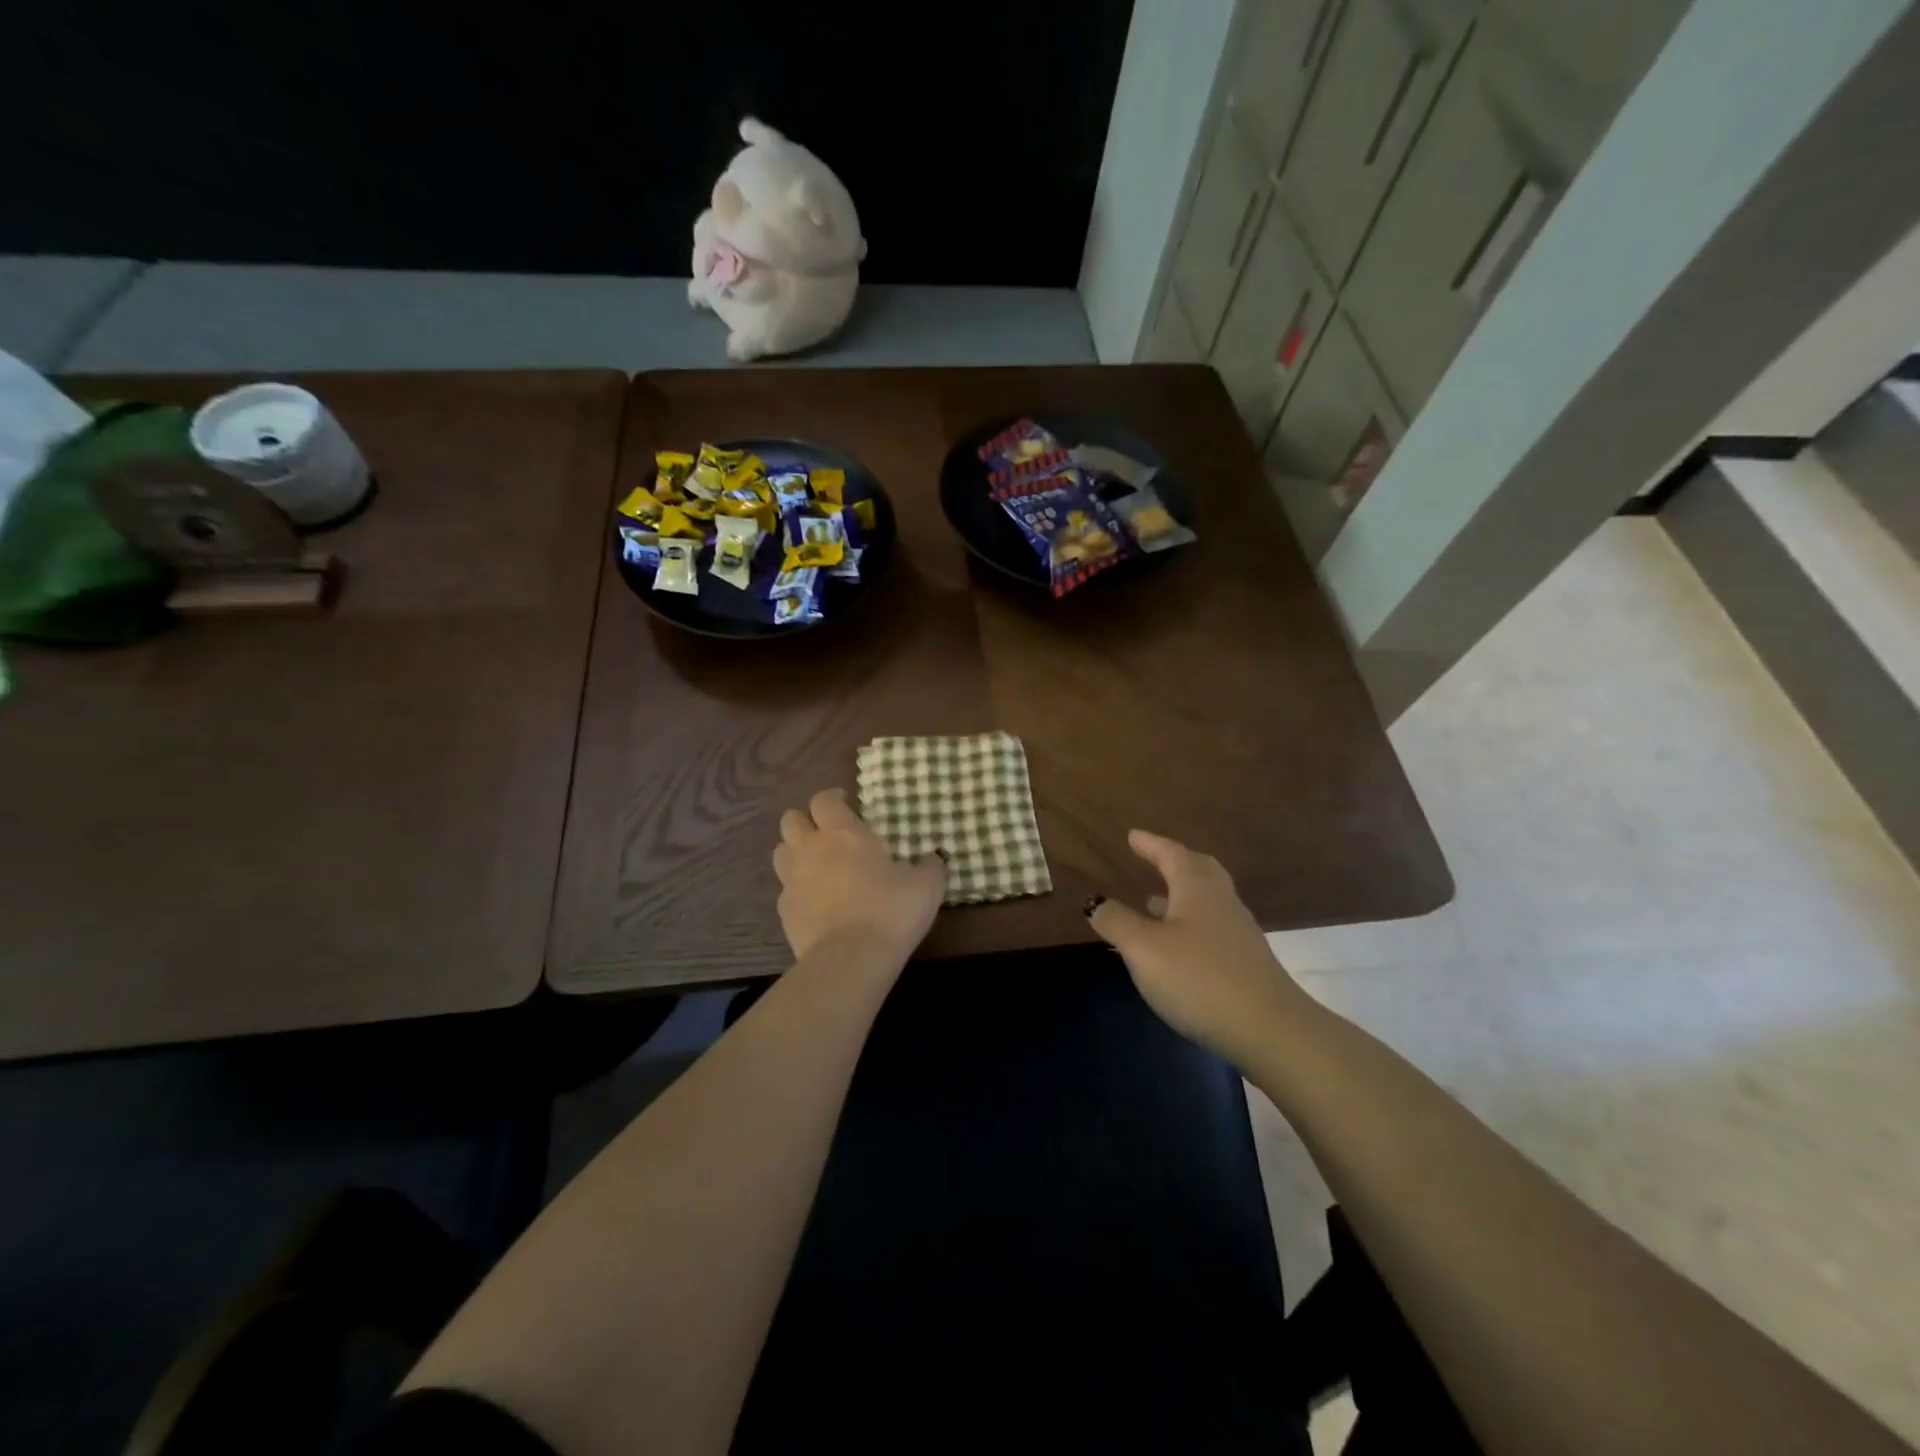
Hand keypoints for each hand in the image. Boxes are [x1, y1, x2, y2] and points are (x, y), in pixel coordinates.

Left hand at [772, 788, 946, 961]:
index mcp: (843, 833)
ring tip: (817, 864)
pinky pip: (785, 889)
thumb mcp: (926, 886)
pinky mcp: (784, 911)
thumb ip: (930, 866)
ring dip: (796, 851)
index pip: (823, 799)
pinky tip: (816, 901)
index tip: (846, 803)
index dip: (832, 798)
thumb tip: (933, 858)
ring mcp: (792, 880)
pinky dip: (797, 889)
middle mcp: (810, 849)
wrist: (850, 960)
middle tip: (828, 833)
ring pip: (781, 851)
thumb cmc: (890, 911)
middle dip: (807, 821)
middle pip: (791, 820)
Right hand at [1087, 830, 1304, 1067]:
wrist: (1269, 1029)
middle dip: (1173, 862)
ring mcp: (1238, 932)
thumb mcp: (1144, 949)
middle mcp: (1221, 901)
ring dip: (1180, 895)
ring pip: (1207, 900)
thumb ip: (1117, 922)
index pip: (1171, 854)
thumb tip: (1096, 902)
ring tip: (1153, 902)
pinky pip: (1212, 927)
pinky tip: (1176, 946)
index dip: (1150, 844)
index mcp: (1196, 888)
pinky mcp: (1246, 962)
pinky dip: (1189, 923)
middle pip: (1198, 870)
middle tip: (1153, 858)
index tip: (1133, 836)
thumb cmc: (1199, 978)